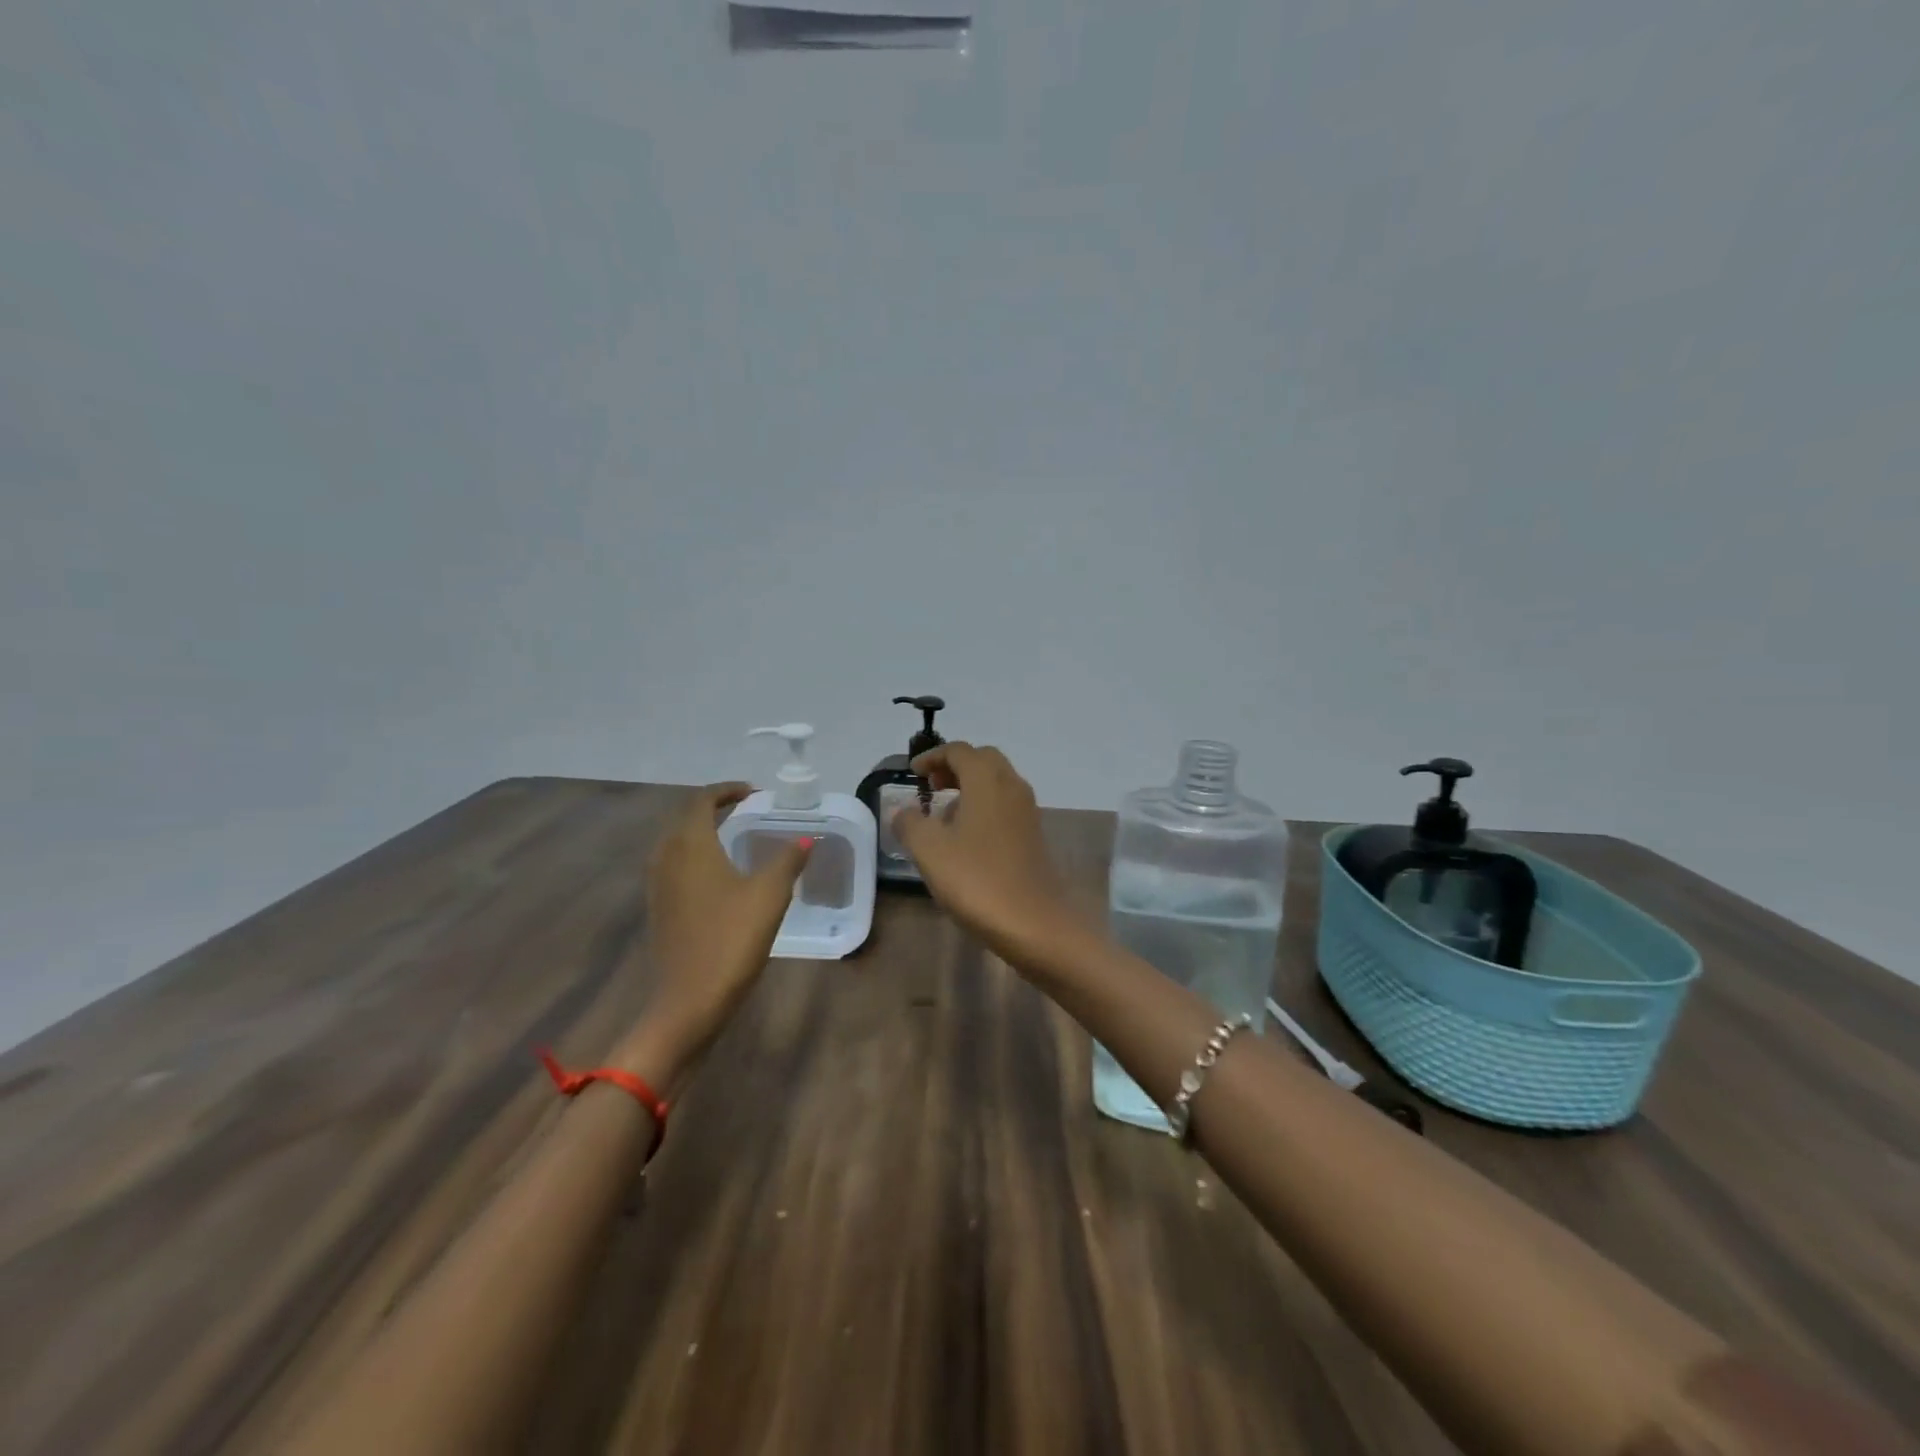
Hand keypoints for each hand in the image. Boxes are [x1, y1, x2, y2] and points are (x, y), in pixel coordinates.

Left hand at [614, 783, 808, 1086]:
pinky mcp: (659, 908)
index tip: (754, 792)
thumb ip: (788, 860)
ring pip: (676, 842)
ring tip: (734, 836)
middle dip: (714, 808)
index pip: (701, 800)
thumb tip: (806, 839)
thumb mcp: (770, 895)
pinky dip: (695, 855)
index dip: (727, 790)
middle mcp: (667, 858)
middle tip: (746, 809)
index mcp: (691, 846)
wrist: (689, 1001)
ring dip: (702, 831)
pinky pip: (674, 865)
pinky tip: (718, 874)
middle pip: (685, 818)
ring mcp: (658, 885)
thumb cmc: (731, 940)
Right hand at [890, 743, 1090, 968]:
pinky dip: (984, 807)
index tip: (912, 773)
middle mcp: (1012, 786)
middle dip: (954, 767)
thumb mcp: (929, 850)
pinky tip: (966, 839)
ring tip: (943, 815)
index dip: (932, 757)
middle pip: (983, 761)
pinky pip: (1005, 806)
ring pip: (997, 783)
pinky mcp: (1033, 836)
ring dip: (970, 788)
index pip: (959, 751)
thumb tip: (902, 812)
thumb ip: (910, 823)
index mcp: (987, 780)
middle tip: (930, 786)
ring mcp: (1027, 812)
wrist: (1033, 923)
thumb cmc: (977, 879)